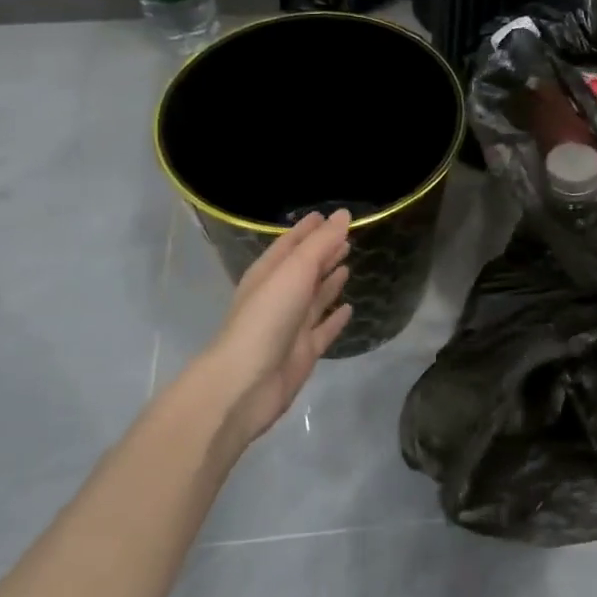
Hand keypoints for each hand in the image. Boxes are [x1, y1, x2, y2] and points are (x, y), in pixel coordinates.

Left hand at [207, 210, 352, 444]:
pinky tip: (349, 308)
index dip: (309, 229)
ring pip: (314, 298)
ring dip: (329, 282)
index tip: (329, 215)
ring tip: (348, 265)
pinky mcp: (303, 352)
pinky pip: (323, 329)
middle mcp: (278, 297)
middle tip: (347, 239)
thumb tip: (344, 214)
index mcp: (268, 274)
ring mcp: (290, 326)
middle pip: (304, 269)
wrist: (246, 383)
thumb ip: (320, 244)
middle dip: (323, 253)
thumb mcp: (294, 271)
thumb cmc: (267, 317)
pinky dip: (335, 318)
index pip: (290, 244)